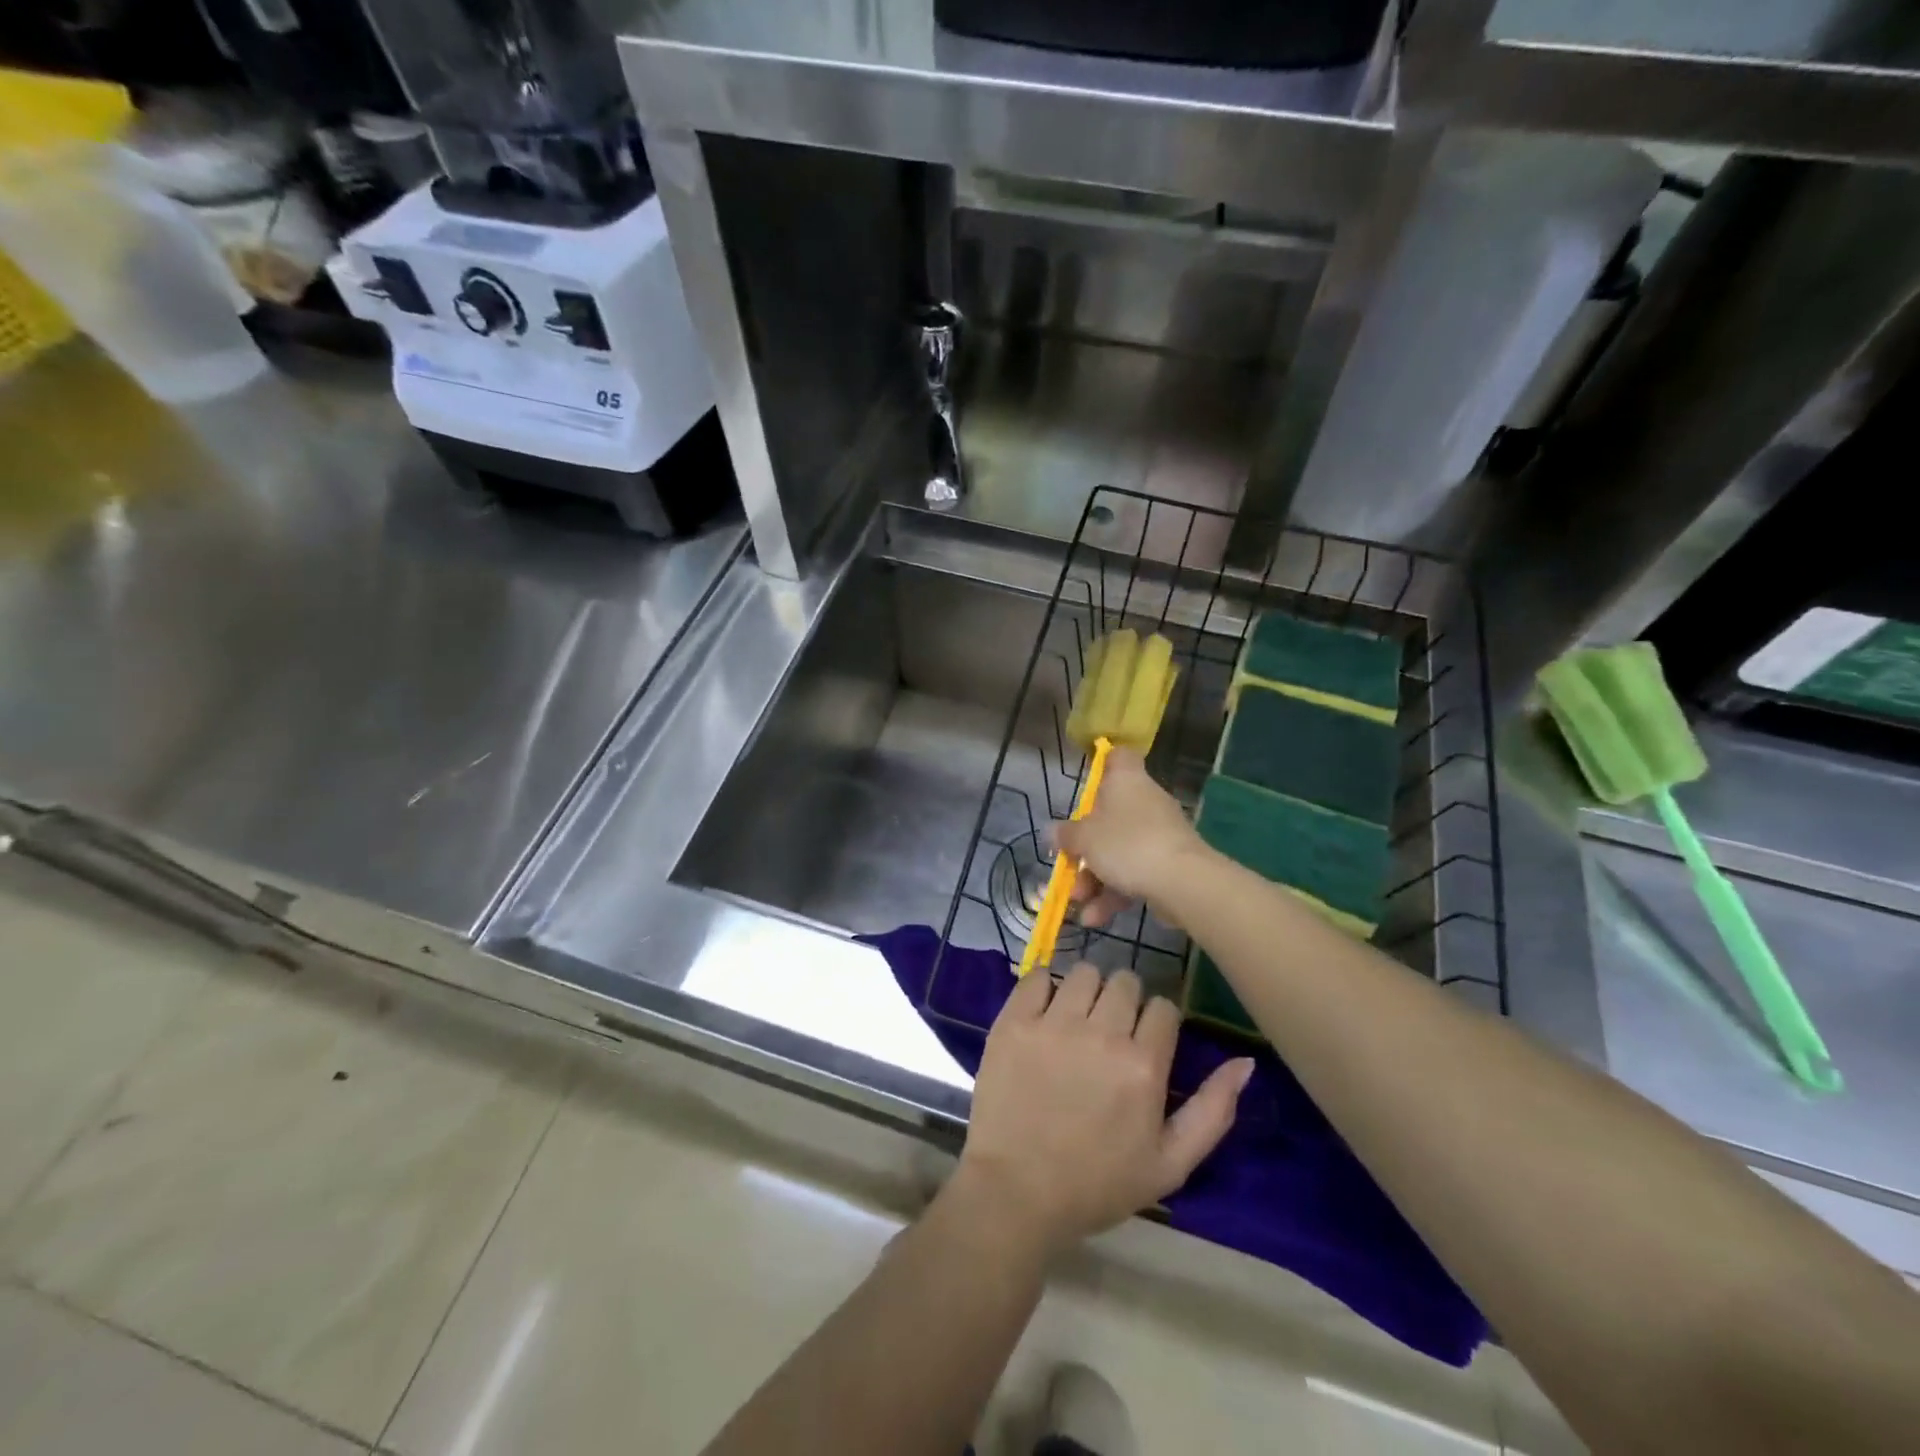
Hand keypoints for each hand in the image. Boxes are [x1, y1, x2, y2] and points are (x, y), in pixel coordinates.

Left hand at [953, 963, 1253, 1258]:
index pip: (1164, 1007)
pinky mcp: (1014, 1021)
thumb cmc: (1097, 1184)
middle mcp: (1102, 1033)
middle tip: (1110, 1031)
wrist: (1016, 1193)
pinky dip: (1043, 987)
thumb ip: (1213, 1111)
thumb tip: (1246, 1062)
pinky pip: (1036, 976)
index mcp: (1143, 1065)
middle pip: (1125, 982)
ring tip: (1077, 1020)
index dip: (1158, 1023)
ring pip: (1084, 973)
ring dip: (1087, 990)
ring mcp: (1053, 1023)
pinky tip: (1044, 1012)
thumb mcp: (1170, 1164)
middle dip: (1125, 1001)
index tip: (1145, 1042)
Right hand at [1053, 748, 1209, 928]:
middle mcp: (1145, 801)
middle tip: (1068, 867)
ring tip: (1078, 904)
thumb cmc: (1127, 844)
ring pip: (1119, 851)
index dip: (1102, 765)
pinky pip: (1134, 874)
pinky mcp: (1168, 864)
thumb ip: (1066, 835)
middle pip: (1109, 816)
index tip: (1086, 785)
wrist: (1182, 881)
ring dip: (1094, 879)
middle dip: (1085, 848)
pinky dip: (1114, 894)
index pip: (1118, 757)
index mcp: (1126, 781)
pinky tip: (1095, 918)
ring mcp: (1159, 834)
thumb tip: (1053, 831)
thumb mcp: (1084, 839)